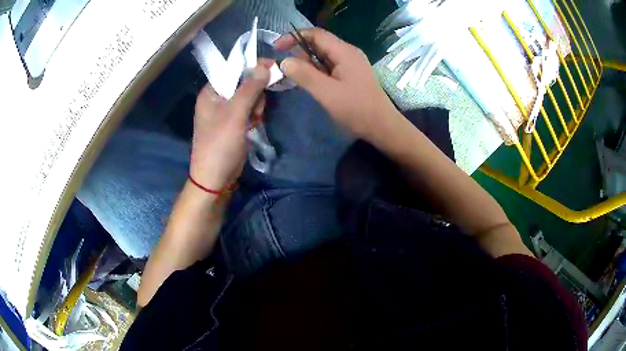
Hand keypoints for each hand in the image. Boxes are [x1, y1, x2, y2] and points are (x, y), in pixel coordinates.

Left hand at [190, 65, 269, 191]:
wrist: (215, 178)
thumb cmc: (220, 144)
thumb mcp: (235, 114)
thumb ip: (250, 88)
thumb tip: (265, 66)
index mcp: (211, 92)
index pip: (233, 69)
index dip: (252, 67)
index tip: (272, 67)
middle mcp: (216, 98)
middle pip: (243, 82)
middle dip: (255, 93)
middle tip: (256, 108)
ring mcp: (224, 112)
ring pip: (248, 97)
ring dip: (256, 106)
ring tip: (254, 119)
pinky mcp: (233, 123)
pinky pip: (247, 110)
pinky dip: (253, 115)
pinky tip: (254, 124)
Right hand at [274, 28, 399, 139]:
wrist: (382, 126)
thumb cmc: (356, 109)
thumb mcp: (326, 92)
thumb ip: (304, 75)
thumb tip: (285, 61)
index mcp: (344, 52)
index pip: (316, 34)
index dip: (294, 37)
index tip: (277, 48)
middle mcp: (349, 53)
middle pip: (320, 43)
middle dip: (300, 52)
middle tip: (287, 70)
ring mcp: (352, 63)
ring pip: (324, 55)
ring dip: (308, 63)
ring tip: (297, 78)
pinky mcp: (353, 74)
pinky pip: (331, 65)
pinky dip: (318, 70)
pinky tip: (312, 83)